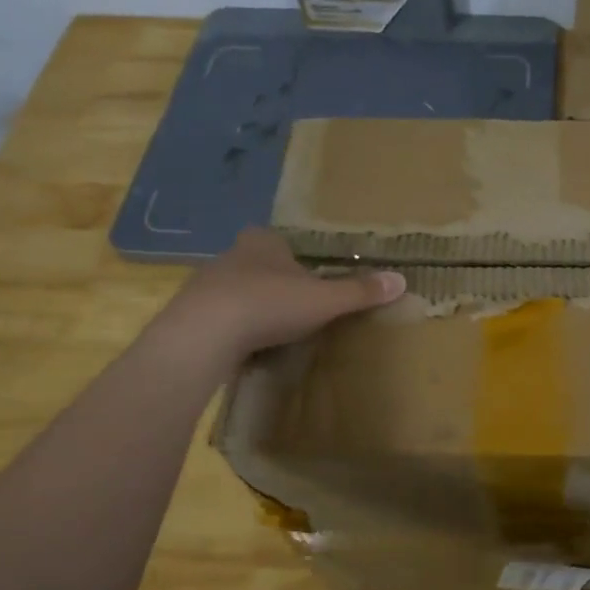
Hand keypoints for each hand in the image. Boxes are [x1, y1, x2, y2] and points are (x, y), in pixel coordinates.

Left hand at [160, 228, 404, 357]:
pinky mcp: (188, 314)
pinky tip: (242, 348)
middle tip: (293, 307)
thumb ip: (360, 291)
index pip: (280, 242)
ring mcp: (204, 284)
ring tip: (269, 333)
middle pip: (257, 265)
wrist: (204, 333)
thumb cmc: (270, 304)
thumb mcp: (325, 299)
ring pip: (235, 291)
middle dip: (273, 283)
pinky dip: (230, 330)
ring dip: (250, 307)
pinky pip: (217, 318)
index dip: (294, 258)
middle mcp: (231, 255)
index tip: (307, 279)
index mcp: (263, 242)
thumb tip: (401, 280)